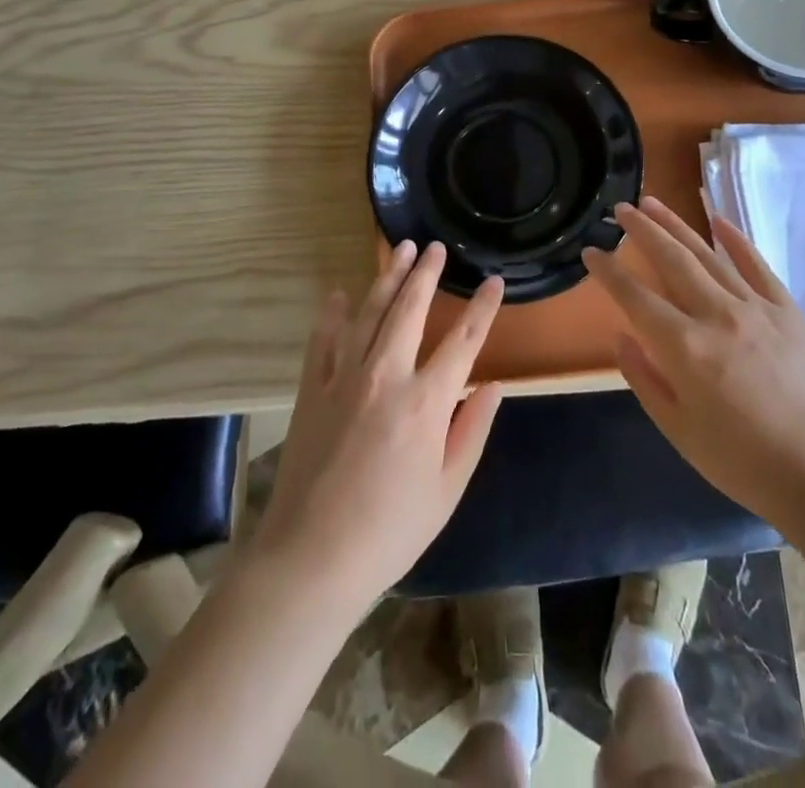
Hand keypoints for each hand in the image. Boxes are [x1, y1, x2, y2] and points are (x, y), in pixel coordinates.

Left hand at [249, 241, 503, 610]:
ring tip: (400, 250)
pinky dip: (332, 314)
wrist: (311, 558)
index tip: (493, 281)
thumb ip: (472, 432)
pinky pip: (323, 340)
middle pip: (410, 310)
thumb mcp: (447, 490)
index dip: (482, 308)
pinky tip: (339, 294)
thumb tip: (493, 386)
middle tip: (434, 246)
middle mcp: (387, 375)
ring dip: (387, 278)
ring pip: (369, 313)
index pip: (463, 341)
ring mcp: (344, 378)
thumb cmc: (390, 531)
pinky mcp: (312, 390)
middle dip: (426, 274)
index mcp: (427, 402)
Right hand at [584, 197, 804, 525]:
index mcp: (685, 348)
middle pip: (671, 260)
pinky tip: (716, 219)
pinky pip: (757, 265)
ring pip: (708, 255)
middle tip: (620, 208)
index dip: (608, 272)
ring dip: (677, 225)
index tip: (590, 252)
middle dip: (641, 230)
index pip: (635, 296)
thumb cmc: (742, 463)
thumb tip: (621, 336)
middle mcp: (717, 316)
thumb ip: (644, 378)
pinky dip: (734, 239)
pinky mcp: (789, 311)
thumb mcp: (678, 430)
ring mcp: (757, 308)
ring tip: (653, 202)